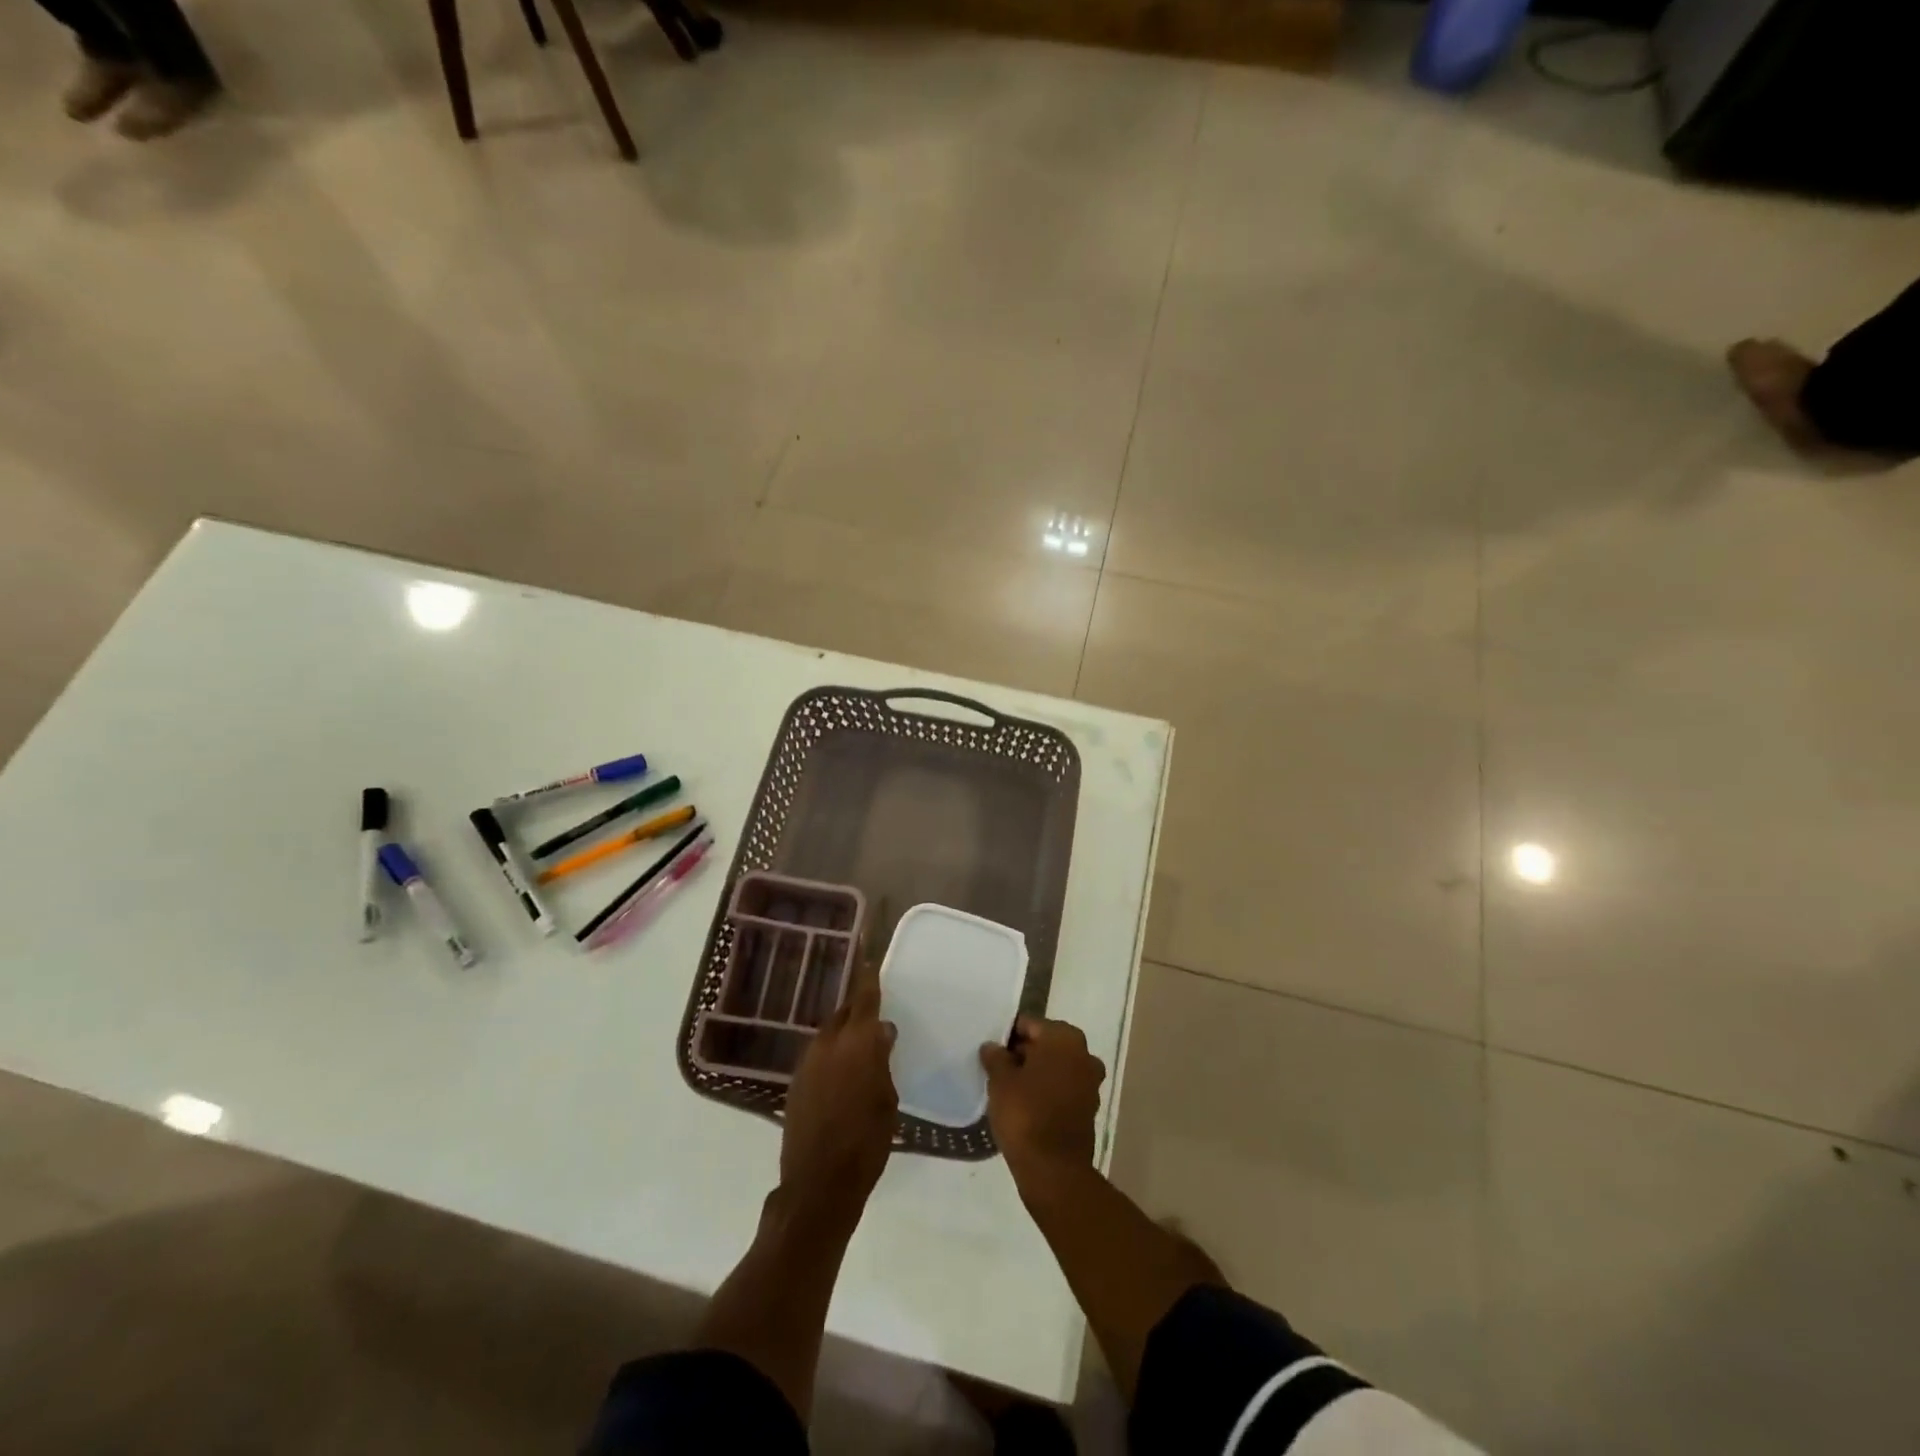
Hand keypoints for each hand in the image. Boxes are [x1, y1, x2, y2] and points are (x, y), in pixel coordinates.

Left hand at [779, 980, 898, 1226]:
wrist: (819, 1184)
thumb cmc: (866, 1142)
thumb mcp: (887, 1100)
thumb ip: (883, 1061)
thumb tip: (883, 1033)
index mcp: (857, 1044)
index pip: (864, 999)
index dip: (869, 977)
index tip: (871, 957)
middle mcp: (829, 1044)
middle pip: (844, 1013)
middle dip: (858, 1008)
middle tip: (874, 1009)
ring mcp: (808, 1063)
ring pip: (829, 1034)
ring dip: (844, 1033)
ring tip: (861, 1043)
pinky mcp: (796, 1084)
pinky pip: (818, 1056)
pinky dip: (832, 1055)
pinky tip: (841, 1072)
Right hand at [979, 1016, 1105, 1189]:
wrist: (1054, 1169)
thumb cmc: (1025, 1114)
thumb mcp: (1000, 1081)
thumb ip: (996, 1058)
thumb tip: (992, 1047)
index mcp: (1064, 1037)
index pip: (1030, 1024)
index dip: (1008, 1035)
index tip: (992, 1050)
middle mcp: (1083, 1053)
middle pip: (1046, 1043)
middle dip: (1024, 1052)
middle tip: (998, 1068)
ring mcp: (1090, 1081)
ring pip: (1056, 1066)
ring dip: (1036, 1072)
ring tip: (1009, 1087)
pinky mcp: (1089, 1107)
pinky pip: (1063, 1087)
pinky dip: (1047, 1090)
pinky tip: (1026, 1103)